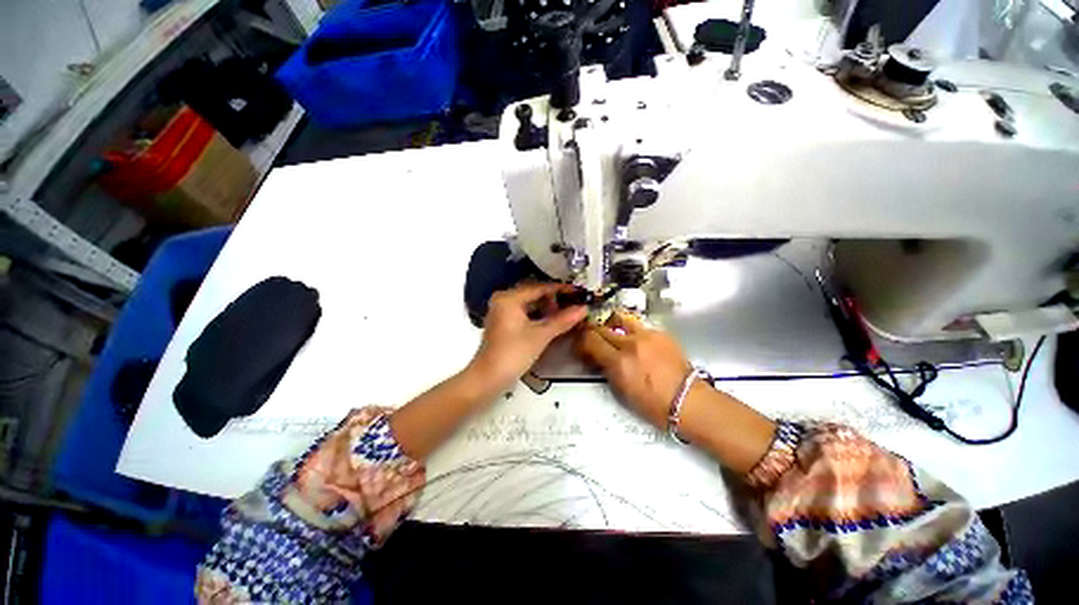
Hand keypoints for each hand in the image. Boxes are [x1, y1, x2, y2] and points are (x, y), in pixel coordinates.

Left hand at [470, 282, 587, 389]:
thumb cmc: (513, 354)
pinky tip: (551, 321)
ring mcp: (501, 311)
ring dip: (547, 307)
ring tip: (565, 313)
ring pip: (529, 303)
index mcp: (509, 298)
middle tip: (573, 304)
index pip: (539, 287)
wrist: (488, 378)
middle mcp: (503, 300)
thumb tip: (583, 309)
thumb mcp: (541, 336)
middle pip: (534, 293)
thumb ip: (563, 320)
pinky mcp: (503, 323)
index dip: (560, 289)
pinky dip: (538, 315)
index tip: (578, 291)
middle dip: (554, 299)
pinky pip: (524, 312)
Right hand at [575, 311, 691, 427]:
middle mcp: (631, 344)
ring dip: (611, 324)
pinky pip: (638, 325)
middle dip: (592, 333)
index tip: (581, 347)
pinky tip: (636, 341)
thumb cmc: (654, 404)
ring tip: (612, 332)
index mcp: (619, 362)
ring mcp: (647, 335)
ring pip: (619, 318)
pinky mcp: (660, 333)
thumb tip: (598, 357)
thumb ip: (607, 369)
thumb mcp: (622, 390)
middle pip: (601, 328)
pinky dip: (631, 331)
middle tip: (592, 339)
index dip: (581, 342)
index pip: (590, 340)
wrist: (688, 400)